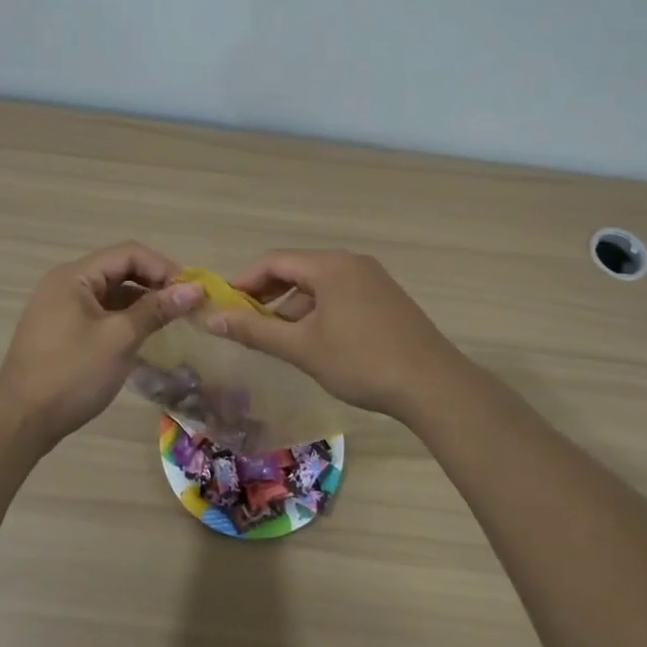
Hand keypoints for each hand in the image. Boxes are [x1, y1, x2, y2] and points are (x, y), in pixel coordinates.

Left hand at [0, 242, 203, 447]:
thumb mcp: (119, 339)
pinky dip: (126, 318)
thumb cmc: (72, 374)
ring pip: (112, 292)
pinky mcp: (63, 330)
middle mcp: (66, 283)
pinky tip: (146, 334)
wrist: (21, 421)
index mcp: (74, 276)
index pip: (129, 253)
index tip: (191, 291)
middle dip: (155, 283)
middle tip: (187, 306)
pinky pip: (102, 312)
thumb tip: (194, 289)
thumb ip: (156, 309)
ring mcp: (62, 307)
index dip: (163, 267)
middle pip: (120, 269)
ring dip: (143, 301)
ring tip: (173, 320)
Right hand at [205, 249, 469, 420]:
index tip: (223, 306)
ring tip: (275, 336)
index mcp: (330, 265)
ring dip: (292, 305)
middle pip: (297, 269)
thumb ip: (255, 330)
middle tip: (244, 322)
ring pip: (319, 284)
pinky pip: (340, 294)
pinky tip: (312, 340)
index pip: (274, 261)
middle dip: (267, 294)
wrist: (434, 385)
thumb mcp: (302, 348)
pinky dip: (317, 310)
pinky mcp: (386, 299)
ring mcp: (373, 279)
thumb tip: (213, 318)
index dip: (244, 281)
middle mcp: (351, 263)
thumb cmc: (361, 362)